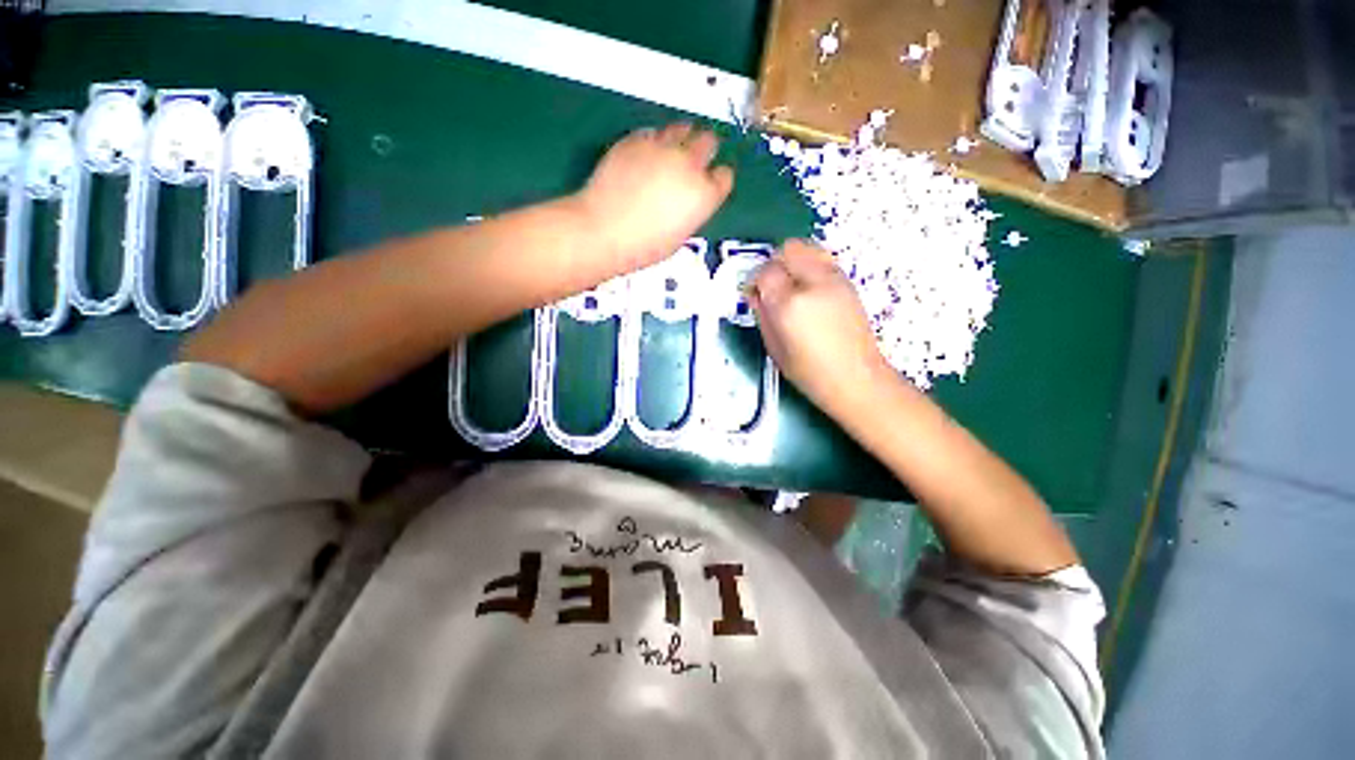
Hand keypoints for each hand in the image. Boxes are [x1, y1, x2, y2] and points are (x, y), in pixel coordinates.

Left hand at [574, 123, 733, 276]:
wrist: (604, 231)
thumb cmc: (645, 246)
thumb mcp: (680, 236)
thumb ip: (691, 211)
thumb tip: (687, 201)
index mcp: (704, 194)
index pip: (724, 177)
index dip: (718, 180)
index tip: (711, 183)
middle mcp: (688, 164)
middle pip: (708, 142)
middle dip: (705, 150)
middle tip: (695, 160)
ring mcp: (662, 147)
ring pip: (682, 128)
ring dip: (682, 138)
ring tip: (672, 150)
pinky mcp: (635, 139)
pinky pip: (652, 133)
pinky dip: (654, 141)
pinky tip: (646, 154)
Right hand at [750, 240, 892, 418]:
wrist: (856, 378)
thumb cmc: (809, 371)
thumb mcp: (774, 347)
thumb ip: (762, 314)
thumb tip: (756, 294)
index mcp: (790, 304)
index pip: (765, 271)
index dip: (755, 280)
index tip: (753, 293)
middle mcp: (813, 283)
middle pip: (788, 249)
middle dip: (773, 263)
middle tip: (769, 285)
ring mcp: (835, 279)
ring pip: (808, 247)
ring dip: (793, 260)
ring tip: (789, 284)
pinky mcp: (848, 282)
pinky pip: (822, 259)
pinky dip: (809, 266)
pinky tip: (807, 290)